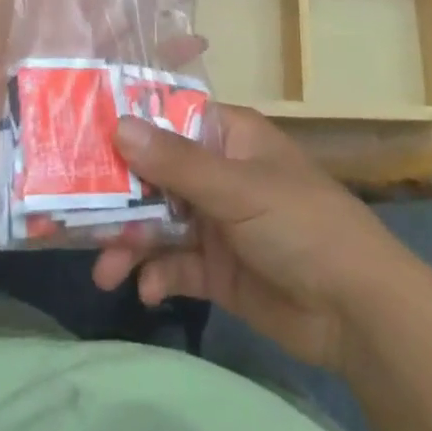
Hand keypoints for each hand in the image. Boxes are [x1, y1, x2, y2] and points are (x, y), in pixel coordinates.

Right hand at [91, 106, 418, 372]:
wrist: (355, 310)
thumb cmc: (300, 224)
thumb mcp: (237, 188)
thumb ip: (176, 163)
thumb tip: (118, 125)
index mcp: (228, 137)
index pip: (169, 120)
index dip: (128, 127)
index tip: (82, 139)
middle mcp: (218, 172)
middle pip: (156, 175)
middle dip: (120, 196)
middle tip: (76, 216)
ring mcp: (217, 221)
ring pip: (159, 223)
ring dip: (130, 243)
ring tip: (105, 270)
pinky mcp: (219, 269)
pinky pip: (175, 265)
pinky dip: (157, 275)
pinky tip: (147, 291)